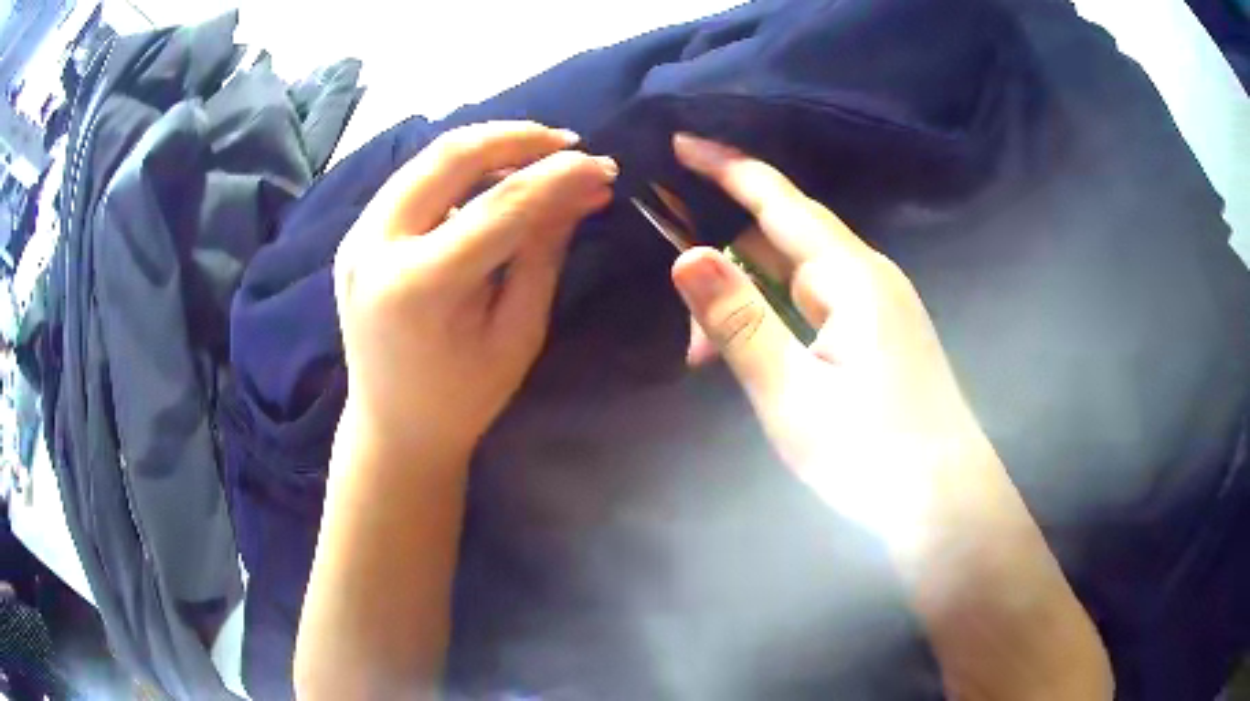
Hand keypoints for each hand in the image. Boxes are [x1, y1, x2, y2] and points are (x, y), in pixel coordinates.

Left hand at [334, 121, 617, 459]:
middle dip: (516, 137)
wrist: (392, 429)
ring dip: (488, 146)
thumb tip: (583, 188)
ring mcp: (356, 238)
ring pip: (427, 159)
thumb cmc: (463, 400)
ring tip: (539, 155)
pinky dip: (457, 169)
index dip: (557, 176)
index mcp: (419, 287)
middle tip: (568, 143)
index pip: (500, 205)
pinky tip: (492, 179)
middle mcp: (375, 248)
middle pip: (450, 156)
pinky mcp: (355, 236)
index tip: (602, 163)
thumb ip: (543, 252)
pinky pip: (412, 181)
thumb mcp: (517, 332)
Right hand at [671, 134, 994, 547]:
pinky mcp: (879, 336)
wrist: (947, 505)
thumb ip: (740, 322)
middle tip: (692, 343)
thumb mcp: (792, 394)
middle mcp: (867, 278)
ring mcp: (877, 308)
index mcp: (851, 277)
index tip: (680, 141)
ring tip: (714, 362)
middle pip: (781, 243)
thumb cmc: (874, 456)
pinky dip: (778, 324)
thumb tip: (684, 256)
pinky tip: (762, 361)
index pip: (779, 200)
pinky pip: (816, 308)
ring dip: (750, 306)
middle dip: (725, 272)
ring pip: (796, 280)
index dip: (727, 166)